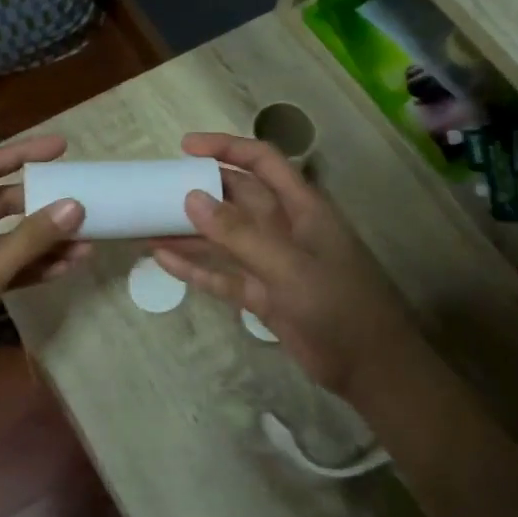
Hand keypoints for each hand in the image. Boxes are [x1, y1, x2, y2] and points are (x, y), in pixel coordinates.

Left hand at [0, 134, 90, 387]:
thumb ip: (30, 240)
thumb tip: (75, 205)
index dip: (23, 154)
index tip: (63, 148)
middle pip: (0, 204)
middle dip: (40, 204)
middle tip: (81, 201)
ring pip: (6, 239)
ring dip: (42, 240)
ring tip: (87, 240)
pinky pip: (4, 267)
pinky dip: (31, 266)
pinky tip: (66, 267)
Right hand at [151, 133, 416, 399]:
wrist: (370, 368)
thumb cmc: (339, 306)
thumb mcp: (289, 267)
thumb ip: (239, 234)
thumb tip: (191, 197)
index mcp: (302, 207)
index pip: (262, 161)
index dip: (226, 148)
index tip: (185, 148)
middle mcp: (285, 228)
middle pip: (237, 197)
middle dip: (200, 189)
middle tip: (156, 187)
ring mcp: (272, 263)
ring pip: (224, 237)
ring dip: (190, 230)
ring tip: (147, 222)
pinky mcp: (262, 295)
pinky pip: (222, 275)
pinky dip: (195, 268)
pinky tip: (163, 259)